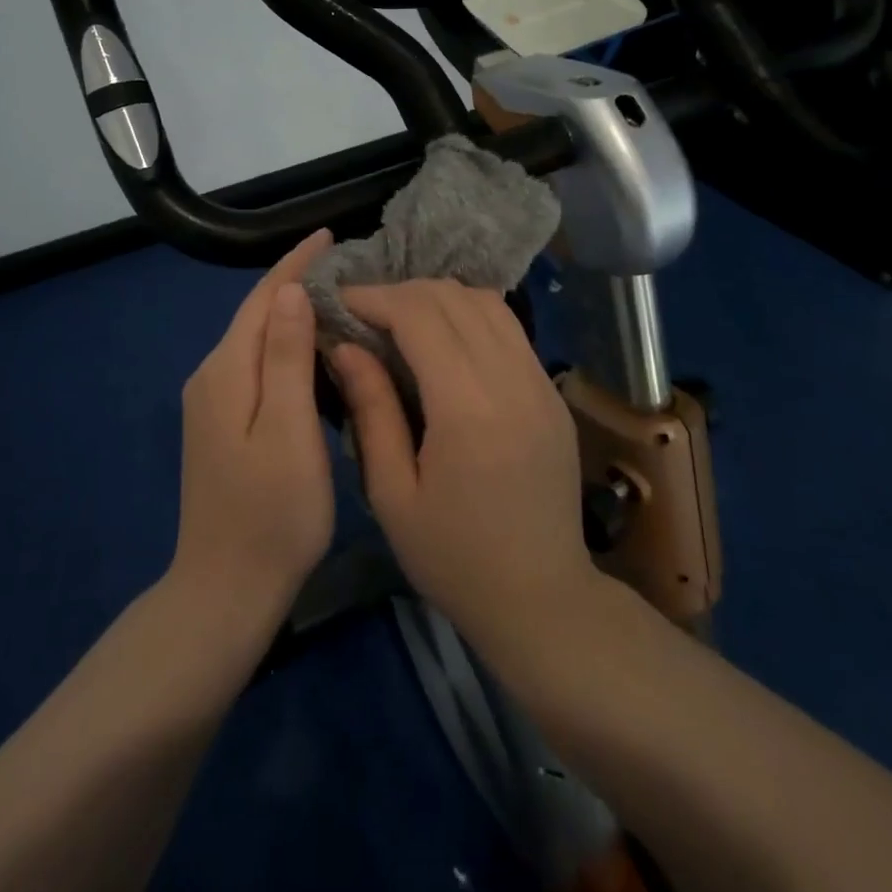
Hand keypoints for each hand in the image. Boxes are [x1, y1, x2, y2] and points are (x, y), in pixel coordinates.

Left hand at [171, 229, 335, 630]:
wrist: (225, 589)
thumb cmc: (271, 513)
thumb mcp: (288, 430)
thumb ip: (286, 358)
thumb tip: (289, 291)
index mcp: (227, 372)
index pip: (262, 299)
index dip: (294, 264)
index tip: (327, 235)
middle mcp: (211, 377)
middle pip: (256, 316)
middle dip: (294, 284)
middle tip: (344, 267)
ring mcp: (211, 403)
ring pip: (256, 341)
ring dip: (290, 315)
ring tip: (336, 299)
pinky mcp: (220, 424)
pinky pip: (255, 366)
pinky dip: (284, 347)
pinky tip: (311, 351)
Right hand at [331, 281, 597, 651]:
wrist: (543, 600)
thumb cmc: (454, 559)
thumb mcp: (393, 494)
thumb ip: (371, 410)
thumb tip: (345, 345)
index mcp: (468, 409)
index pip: (419, 315)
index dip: (374, 297)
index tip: (339, 301)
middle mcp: (511, 380)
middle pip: (453, 298)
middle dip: (401, 292)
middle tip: (363, 313)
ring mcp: (540, 382)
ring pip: (486, 302)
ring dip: (437, 298)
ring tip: (400, 319)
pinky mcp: (552, 391)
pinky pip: (509, 328)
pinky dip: (469, 315)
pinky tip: (443, 339)